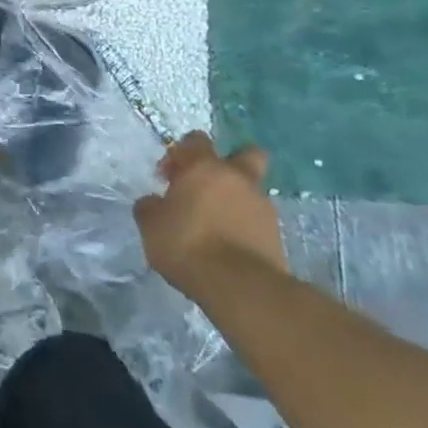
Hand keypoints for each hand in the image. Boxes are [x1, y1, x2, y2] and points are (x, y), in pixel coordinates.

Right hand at [133, 132, 286, 294]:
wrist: (240, 286)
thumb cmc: (187, 244)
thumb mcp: (151, 225)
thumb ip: (150, 207)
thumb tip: (154, 203)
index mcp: (205, 168)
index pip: (196, 140)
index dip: (181, 153)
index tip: (168, 177)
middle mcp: (238, 179)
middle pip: (247, 155)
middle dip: (231, 163)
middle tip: (209, 185)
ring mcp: (262, 207)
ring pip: (251, 191)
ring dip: (236, 201)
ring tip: (215, 226)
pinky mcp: (277, 236)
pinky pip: (257, 221)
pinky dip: (244, 226)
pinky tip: (228, 246)